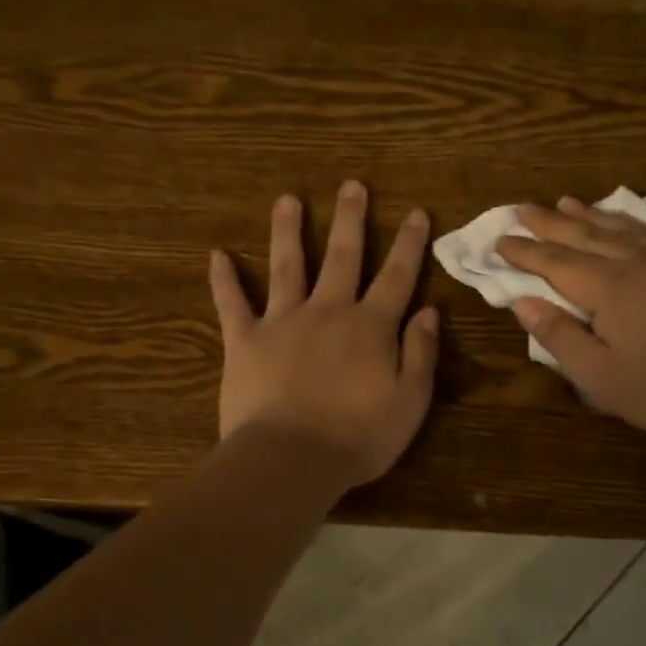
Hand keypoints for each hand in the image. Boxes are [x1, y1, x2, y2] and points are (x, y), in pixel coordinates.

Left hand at [209, 182, 439, 486]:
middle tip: (352, 185)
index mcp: (370, 328)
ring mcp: (283, 322)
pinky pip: (232, 303)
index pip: (397, 277)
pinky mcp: (245, 340)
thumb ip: (420, 354)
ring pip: (287, 266)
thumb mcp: (410, 402)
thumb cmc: (357, 438)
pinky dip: (224, 279)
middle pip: (343, 257)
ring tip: (287, 199)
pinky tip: (217, 254)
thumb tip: (428, 311)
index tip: (416, 212)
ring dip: (288, 230)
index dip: (409, 244)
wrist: (290, 460)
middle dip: (351, 220)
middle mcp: (328, 312)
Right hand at [497, 197, 645, 441]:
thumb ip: (558, 335)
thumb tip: (522, 301)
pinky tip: (618, 218)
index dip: (525, 252)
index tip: (500, 240)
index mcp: (609, 290)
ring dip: (587, 215)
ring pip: (619, 229)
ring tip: (563, 202)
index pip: (556, 263)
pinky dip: (627, 221)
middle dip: (549, 223)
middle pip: (584, 236)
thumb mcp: (596, 374)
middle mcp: (636, 264)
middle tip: (522, 208)